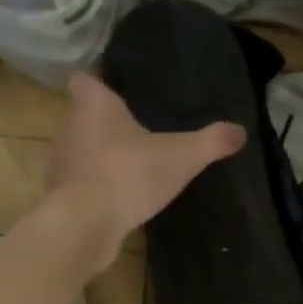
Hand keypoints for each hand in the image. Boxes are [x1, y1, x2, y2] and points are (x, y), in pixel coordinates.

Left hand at [43, 71, 244, 273]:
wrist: (86, 224)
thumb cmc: (130, 174)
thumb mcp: (182, 156)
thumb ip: (211, 142)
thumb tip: (241, 131)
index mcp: (94, 104)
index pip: (85, 79)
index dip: (99, 82)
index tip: (117, 90)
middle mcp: (70, 127)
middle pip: (84, 116)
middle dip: (106, 123)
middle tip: (136, 130)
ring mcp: (61, 164)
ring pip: (81, 151)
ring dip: (101, 158)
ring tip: (131, 166)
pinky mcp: (62, 197)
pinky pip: (81, 185)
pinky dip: (96, 188)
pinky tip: (120, 199)